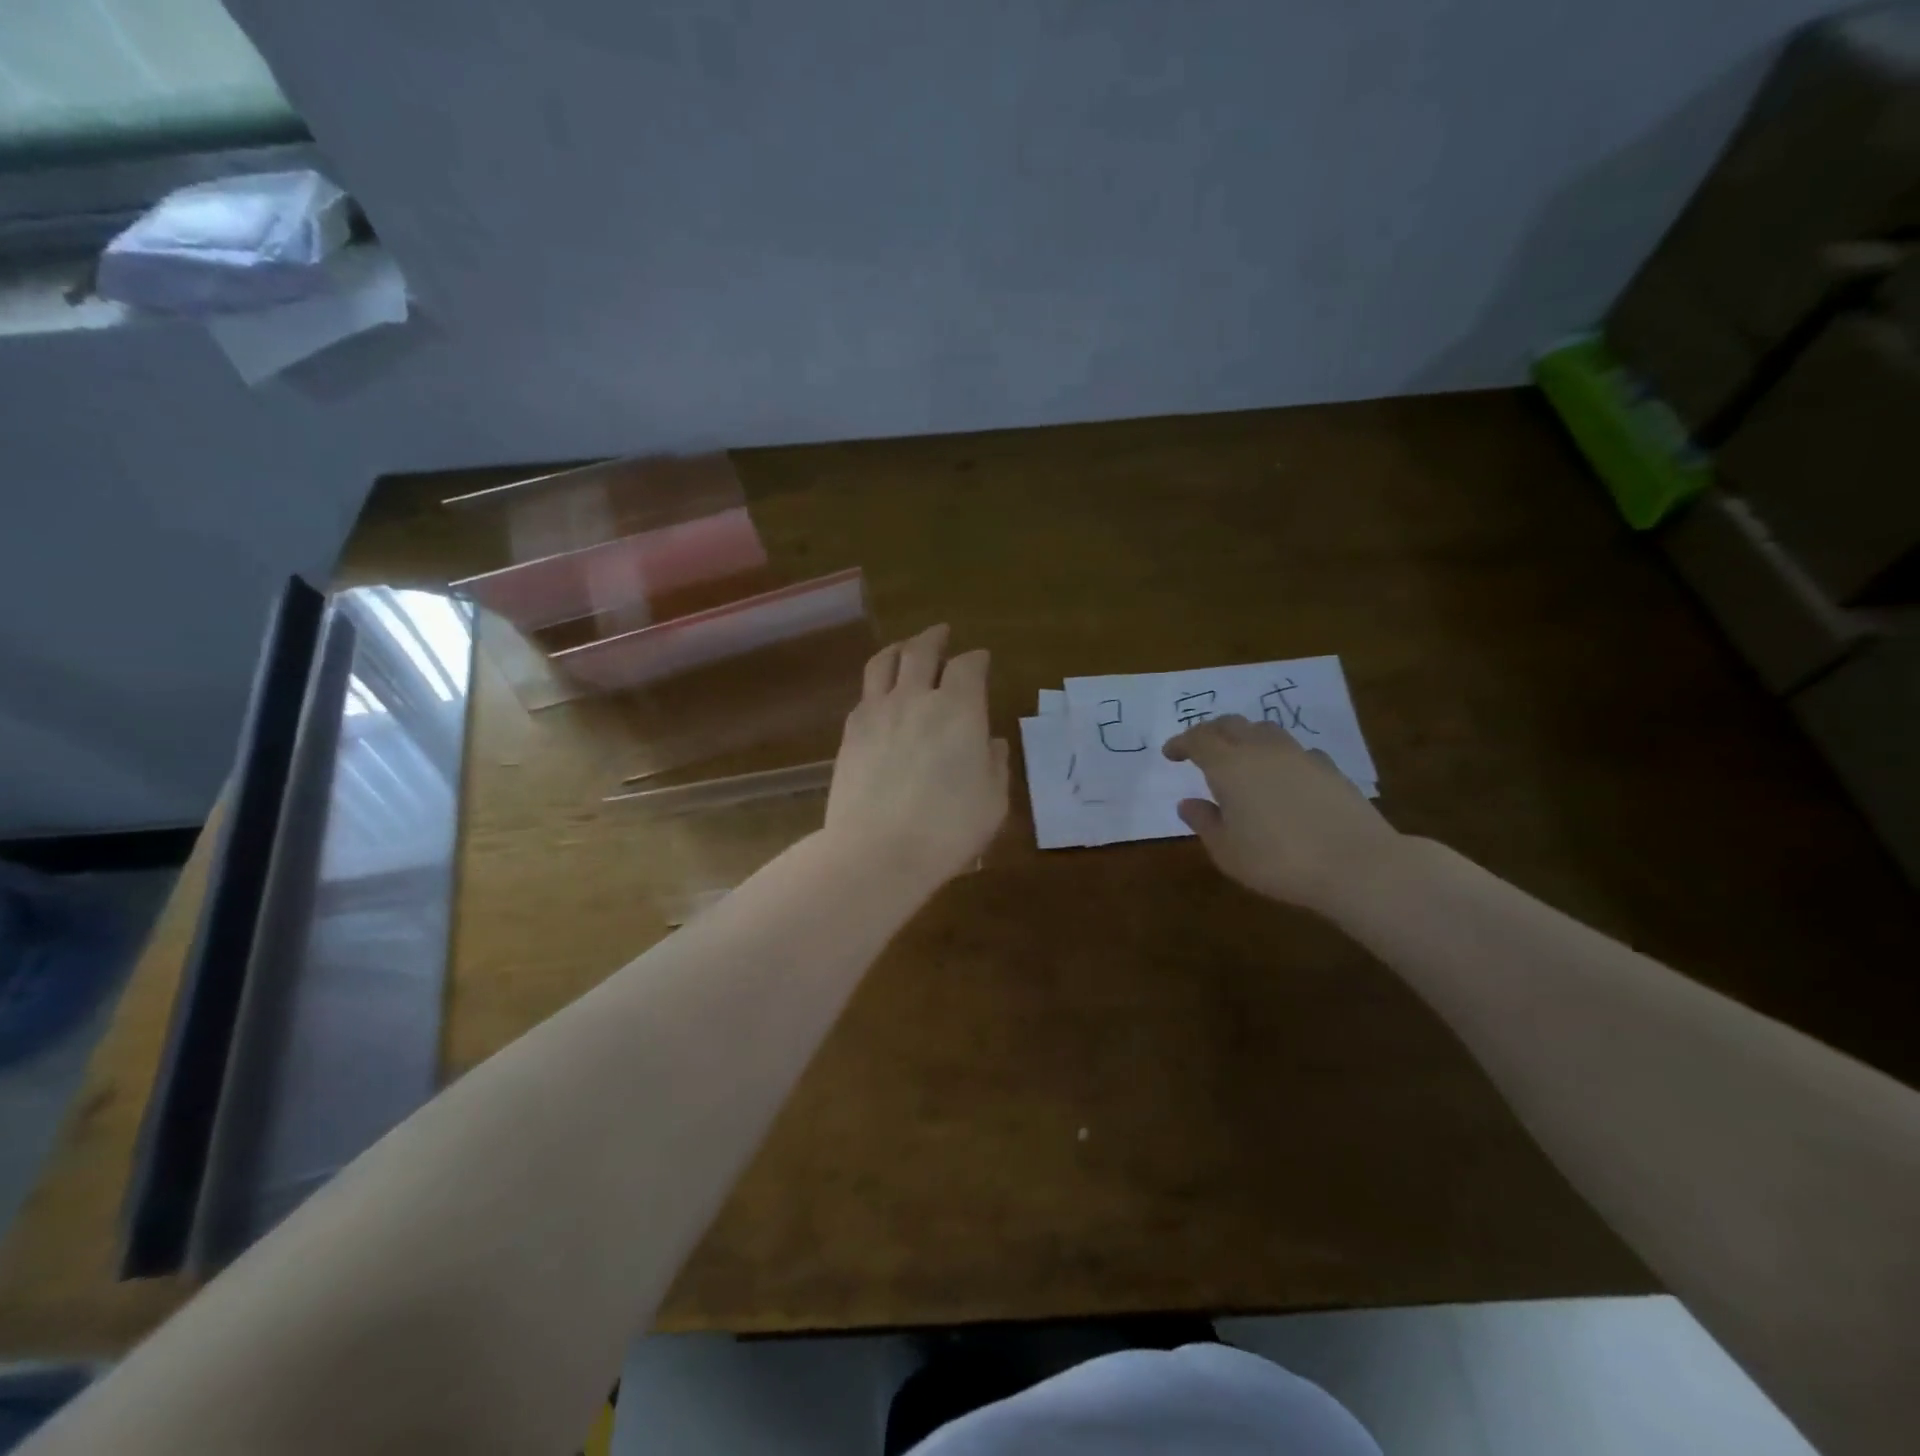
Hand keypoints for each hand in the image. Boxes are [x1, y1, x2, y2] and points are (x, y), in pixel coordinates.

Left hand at [824, 624, 1009, 887]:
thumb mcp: (992, 801)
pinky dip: (877, 685)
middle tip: (941, 633)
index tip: (981, 659)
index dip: (977, 659)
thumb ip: (994, 765)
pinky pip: (864, 694)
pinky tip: (880, 695)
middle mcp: (916, 698)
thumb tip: (991, 742)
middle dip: (935, 637)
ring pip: (884, 663)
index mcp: (959, 709)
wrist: (877, 851)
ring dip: (899, 649)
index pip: (968, 666)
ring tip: (905, 648)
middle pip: (922, 651)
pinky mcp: (851, 733)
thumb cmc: (948, 829)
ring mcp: (878, 712)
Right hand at [1163, 715, 1403, 915]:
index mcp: (1229, 766)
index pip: (1198, 739)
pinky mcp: (1330, 768)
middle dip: (1210, 732)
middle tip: (1200, 748)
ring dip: (1246, 736)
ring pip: (1265, 730)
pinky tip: (1283, 776)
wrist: (1357, 864)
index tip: (1170, 754)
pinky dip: (1279, 755)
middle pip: (1231, 724)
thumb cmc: (1278, 861)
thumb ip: (1204, 822)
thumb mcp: (1227, 851)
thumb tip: (1188, 803)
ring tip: (1241, 756)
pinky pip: (1295, 750)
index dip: (1181, 743)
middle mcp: (1262, 750)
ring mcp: (1299, 755)